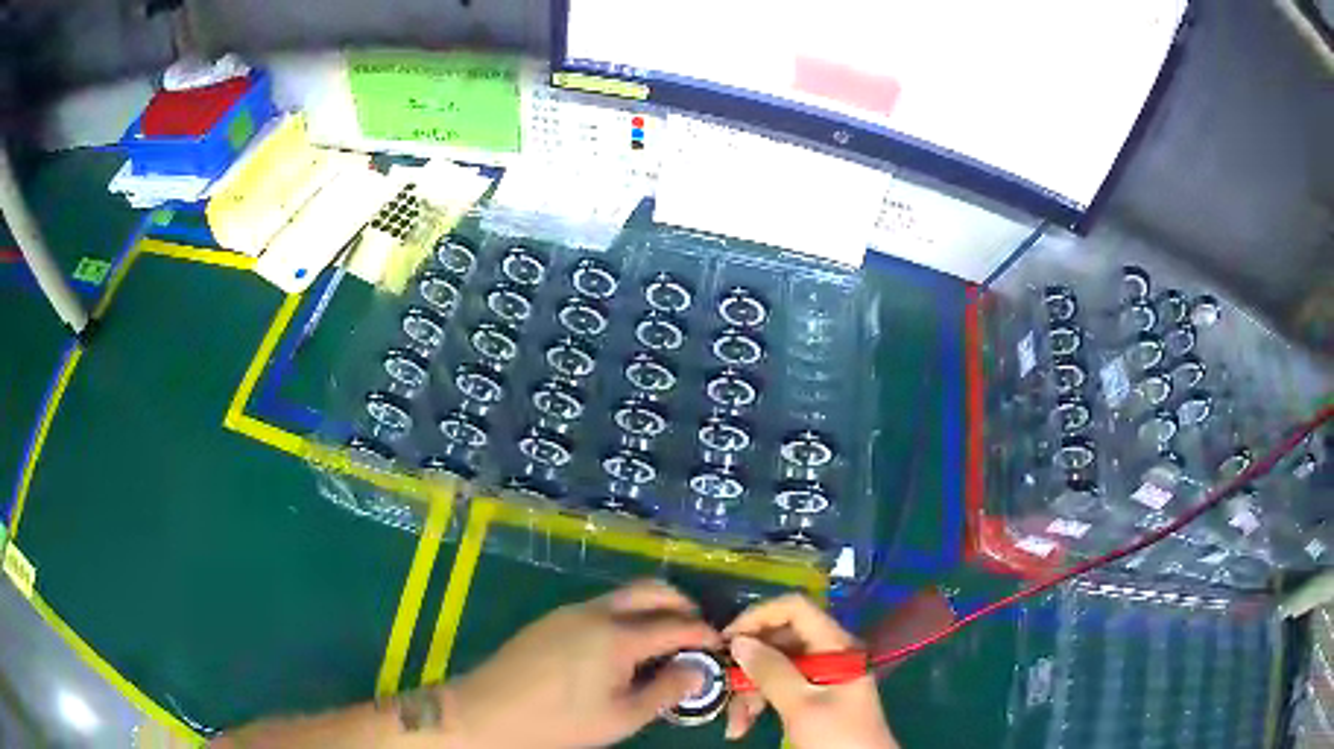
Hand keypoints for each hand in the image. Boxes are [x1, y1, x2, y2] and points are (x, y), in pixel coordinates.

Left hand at [447, 580, 720, 747]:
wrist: (487, 711)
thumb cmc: (560, 722)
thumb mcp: (621, 717)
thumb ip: (666, 691)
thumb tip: (699, 669)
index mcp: (618, 636)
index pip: (678, 624)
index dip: (705, 633)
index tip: (721, 645)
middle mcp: (598, 612)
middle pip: (652, 590)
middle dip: (682, 605)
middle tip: (697, 634)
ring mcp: (572, 611)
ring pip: (626, 595)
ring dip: (654, 609)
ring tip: (664, 644)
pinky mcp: (553, 618)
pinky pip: (603, 606)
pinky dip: (627, 616)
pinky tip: (624, 649)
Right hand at [723, 594, 896, 748]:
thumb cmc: (837, 736)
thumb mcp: (801, 705)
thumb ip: (771, 671)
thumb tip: (739, 641)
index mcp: (836, 645)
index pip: (795, 608)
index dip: (758, 617)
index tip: (726, 641)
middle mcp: (829, 652)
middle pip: (780, 640)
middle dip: (748, 665)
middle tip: (723, 689)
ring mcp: (822, 673)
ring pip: (775, 666)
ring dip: (749, 691)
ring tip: (735, 723)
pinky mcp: (814, 694)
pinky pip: (780, 686)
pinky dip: (759, 702)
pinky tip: (743, 726)